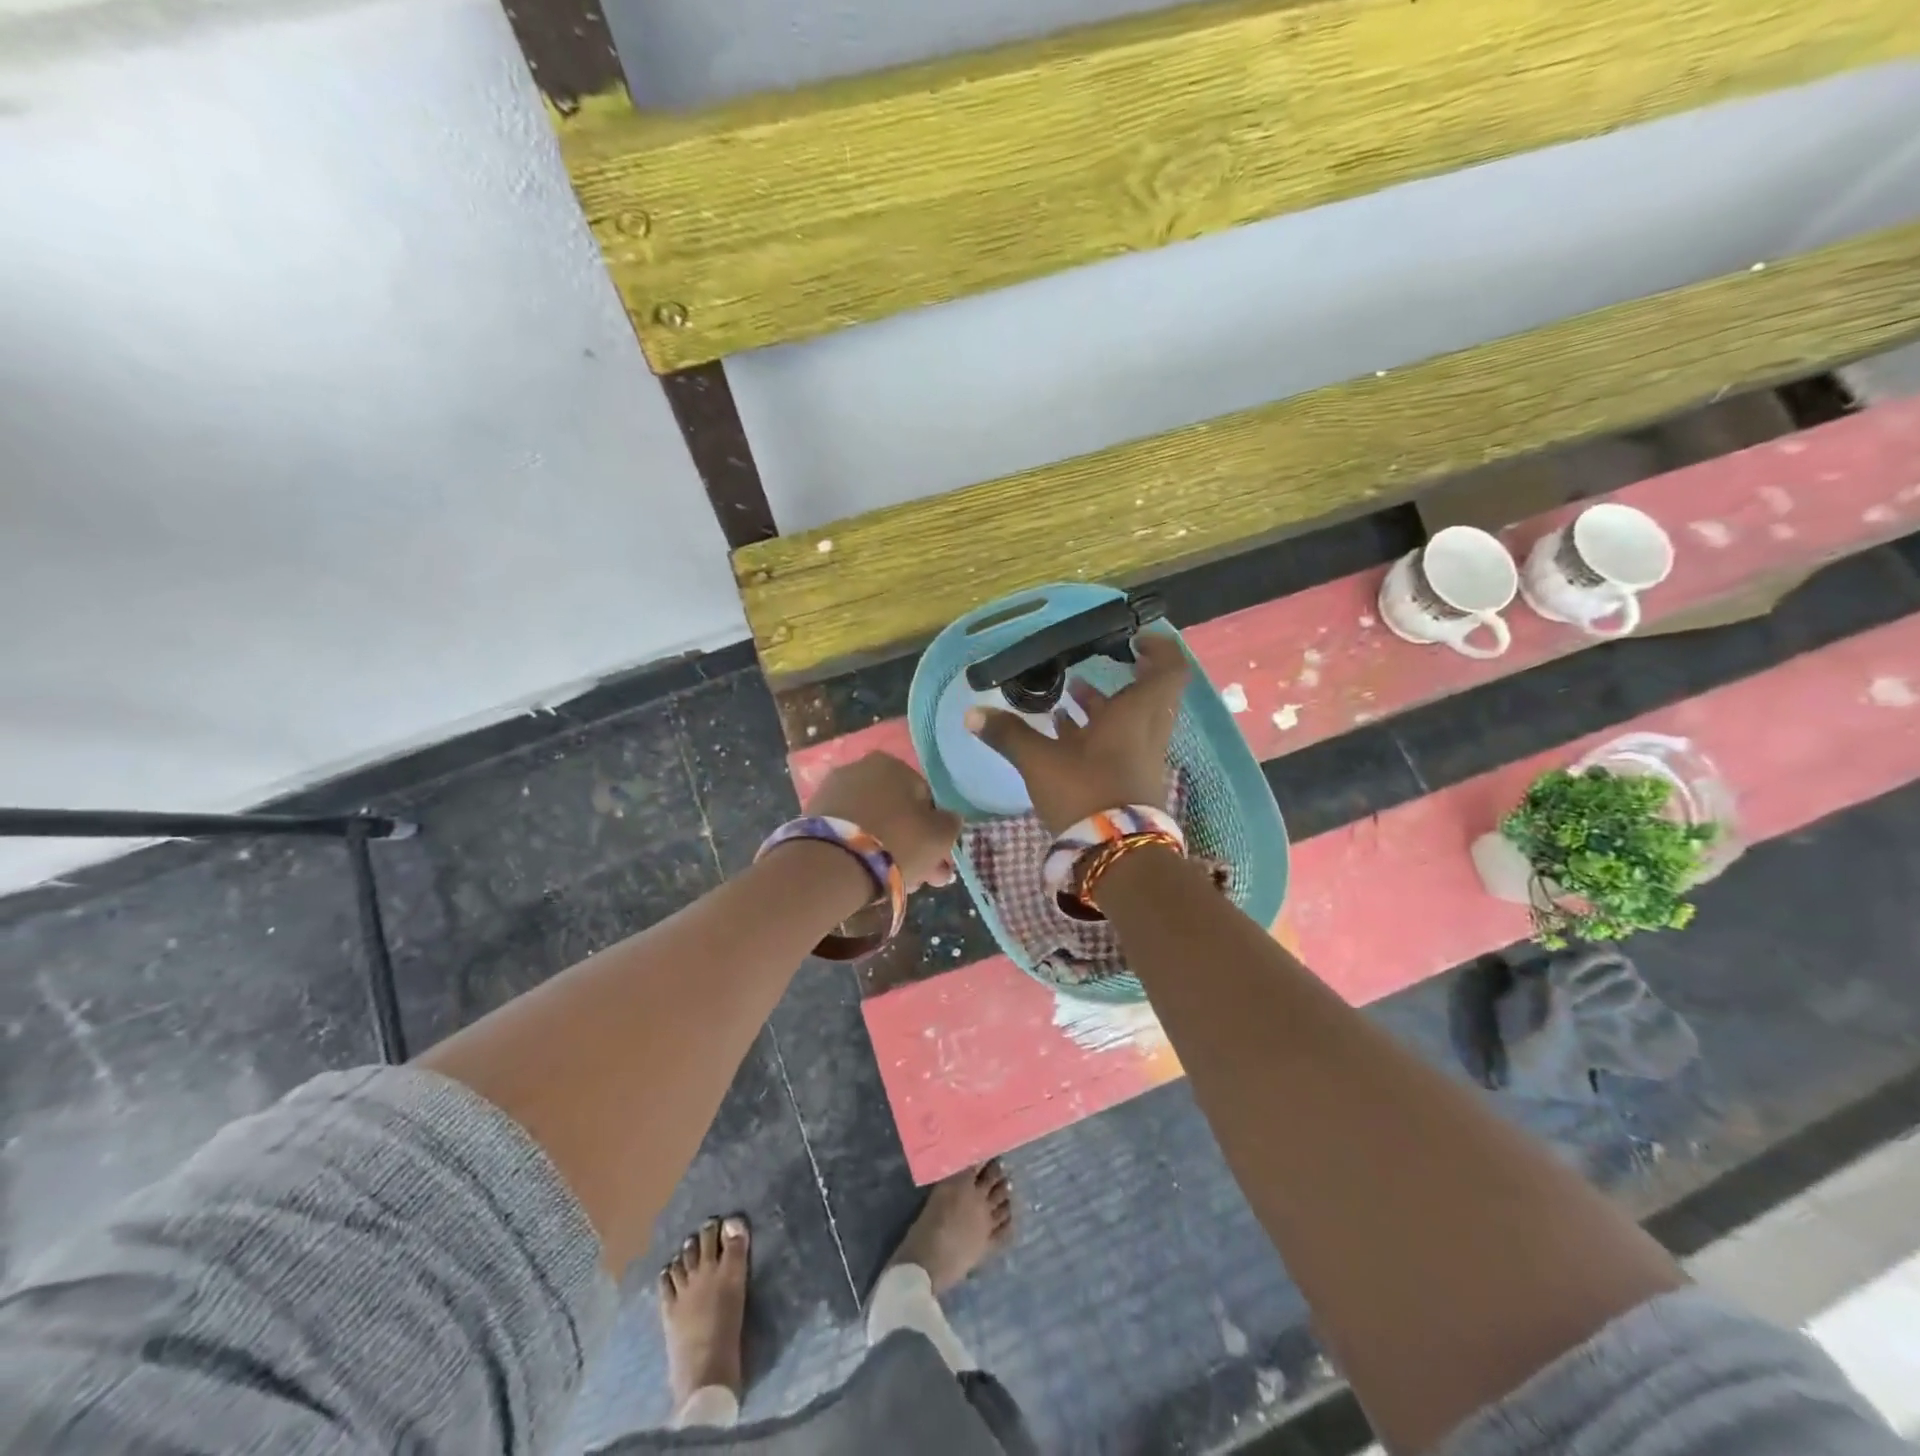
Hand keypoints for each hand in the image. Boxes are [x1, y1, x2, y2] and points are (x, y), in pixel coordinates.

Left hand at [806, 753, 961, 889]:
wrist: (830, 865)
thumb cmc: (895, 842)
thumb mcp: (940, 836)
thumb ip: (951, 824)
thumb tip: (948, 819)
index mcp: (892, 763)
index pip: (925, 797)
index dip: (935, 830)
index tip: (938, 860)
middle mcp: (860, 768)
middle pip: (898, 811)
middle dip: (914, 844)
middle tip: (924, 878)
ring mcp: (832, 792)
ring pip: (873, 824)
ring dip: (889, 850)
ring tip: (898, 884)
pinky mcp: (812, 817)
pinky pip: (849, 834)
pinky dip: (861, 851)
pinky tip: (870, 876)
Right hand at [966, 633, 1189, 832]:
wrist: (1117, 854)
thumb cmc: (1085, 792)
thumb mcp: (1040, 760)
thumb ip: (1009, 734)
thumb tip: (973, 714)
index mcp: (1136, 714)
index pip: (1169, 669)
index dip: (1159, 649)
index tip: (1134, 640)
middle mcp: (1147, 731)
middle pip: (1149, 693)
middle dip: (1124, 676)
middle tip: (1099, 663)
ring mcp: (1142, 758)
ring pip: (1131, 720)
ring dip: (1106, 705)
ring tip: (1070, 694)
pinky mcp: (1132, 780)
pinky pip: (1120, 744)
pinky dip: (1098, 732)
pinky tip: (1064, 733)